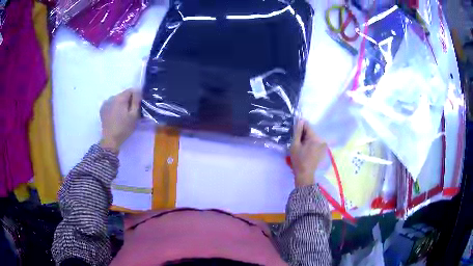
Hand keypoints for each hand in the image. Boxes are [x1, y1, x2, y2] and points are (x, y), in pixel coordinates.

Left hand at [100, 89, 140, 151]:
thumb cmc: (124, 128)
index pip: (131, 90)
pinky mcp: (102, 109)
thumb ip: (136, 101)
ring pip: (117, 99)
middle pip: (123, 95)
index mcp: (120, 98)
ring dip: (121, 104)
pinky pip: (111, 104)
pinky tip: (115, 116)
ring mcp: (106, 103)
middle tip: (130, 112)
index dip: (136, 96)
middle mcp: (112, 97)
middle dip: (128, 101)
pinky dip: (114, 107)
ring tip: (122, 115)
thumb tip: (138, 91)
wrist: (110, 139)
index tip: (137, 106)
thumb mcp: (134, 115)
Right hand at [290, 120, 326, 187]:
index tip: (293, 132)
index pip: (307, 125)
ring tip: (300, 146)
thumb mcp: (295, 145)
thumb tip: (300, 120)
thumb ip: (297, 132)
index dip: (299, 127)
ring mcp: (323, 145)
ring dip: (306, 138)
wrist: (305, 175)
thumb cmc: (298, 160)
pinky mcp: (323, 149)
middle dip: (303, 134)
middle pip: (310, 131)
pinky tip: (305, 150)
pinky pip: (315, 142)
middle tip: (296, 141)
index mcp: (315, 138)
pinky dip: (310, 143)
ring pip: (312, 136)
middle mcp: (321, 139)